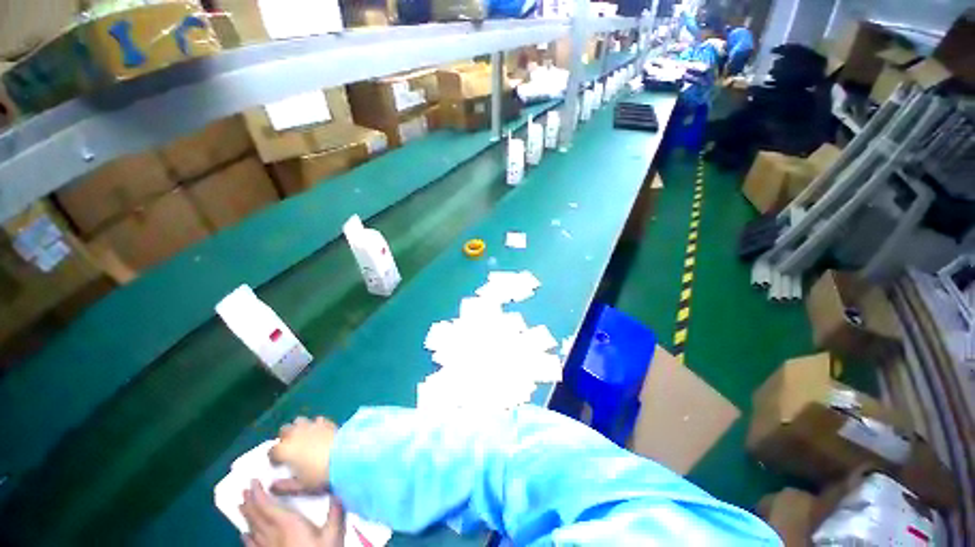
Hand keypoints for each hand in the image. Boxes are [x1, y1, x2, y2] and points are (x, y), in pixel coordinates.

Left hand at [240, 479, 344, 546]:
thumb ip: (334, 512)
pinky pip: (252, 546)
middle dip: (249, 501)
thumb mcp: (332, 534)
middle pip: (256, 516)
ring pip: (252, 529)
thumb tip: (338, 491)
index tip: (253, 481)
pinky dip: (246, 537)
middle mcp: (273, 534)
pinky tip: (243, 534)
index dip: (258, 493)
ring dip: (246, 516)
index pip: (267, 506)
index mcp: (288, 524)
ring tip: (240, 505)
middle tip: (243, 489)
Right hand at [269, 416, 337, 494]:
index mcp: (285, 450)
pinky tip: (319, 432)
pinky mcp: (326, 421)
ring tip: (304, 438)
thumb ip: (284, 487)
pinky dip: (315, 424)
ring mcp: (312, 425)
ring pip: (299, 421)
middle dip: (285, 438)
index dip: (274, 457)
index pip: (272, 450)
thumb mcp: (300, 486)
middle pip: (284, 430)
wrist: (345, 456)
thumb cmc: (319, 474)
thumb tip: (272, 486)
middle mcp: (295, 434)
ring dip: (298, 428)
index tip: (279, 464)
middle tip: (291, 449)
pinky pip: (317, 420)